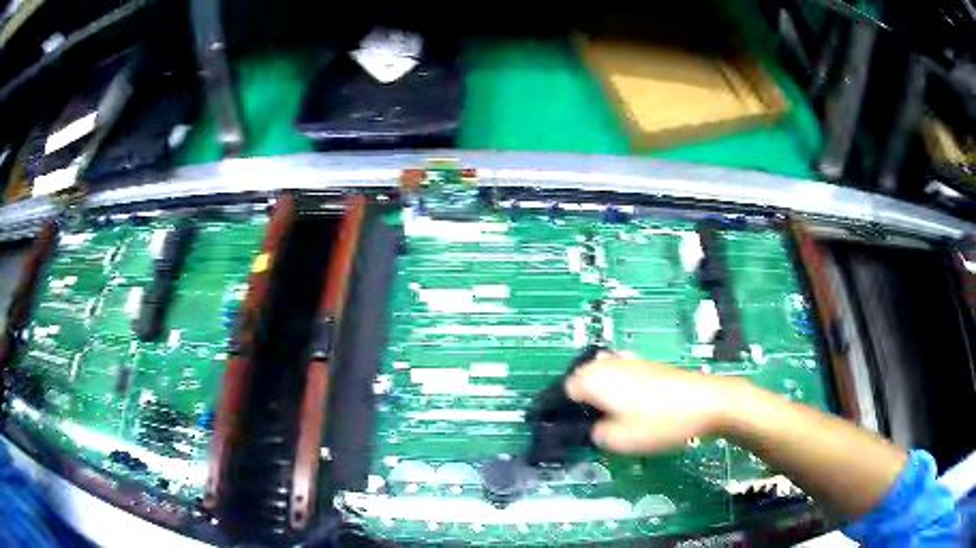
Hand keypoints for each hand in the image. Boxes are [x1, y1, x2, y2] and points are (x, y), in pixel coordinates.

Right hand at [564, 352, 734, 453]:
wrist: (706, 402)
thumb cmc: (658, 422)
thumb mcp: (617, 440)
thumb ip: (594, 434)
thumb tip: (594, 427)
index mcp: (593, 378)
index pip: (562, 391)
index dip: (563, 412)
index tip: (570, 429)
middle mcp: (607, 362)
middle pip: (581, 379)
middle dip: (581, 400)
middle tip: (591, 425)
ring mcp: (629, 359)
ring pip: (602, 375)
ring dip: (599, 393)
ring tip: (611, 417)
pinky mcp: (647, 363)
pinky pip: (620, 373)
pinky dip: (618, 387)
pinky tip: (632, 405)